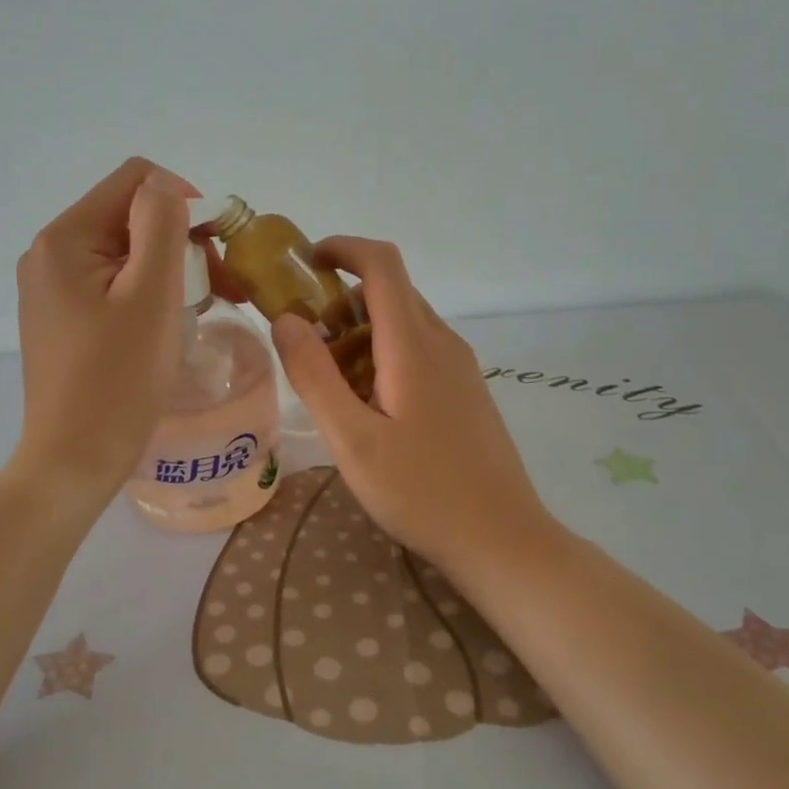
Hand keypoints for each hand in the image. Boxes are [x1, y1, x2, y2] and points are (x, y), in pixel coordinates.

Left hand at [13, 158, 193, 497]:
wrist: (74, 459)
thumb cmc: (119, 379)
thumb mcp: (151, 294)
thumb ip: (161, 224)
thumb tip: (165, 186)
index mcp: (64, 238)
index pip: (135, 180)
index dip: (184, 201)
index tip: (216, 250)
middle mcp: (48, 254)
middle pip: (128, 216)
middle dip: (180, 241)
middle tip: (221, 288)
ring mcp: (50, 289)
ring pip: (123, 252)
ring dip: (168, 269)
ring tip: (197, 309)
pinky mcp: (59, 319)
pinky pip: (110, 284)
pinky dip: (145, 293)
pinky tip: (164, 325)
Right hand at [269, 238, 556, 579]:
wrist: (502, 539)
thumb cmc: (422, 492)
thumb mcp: (352, 441)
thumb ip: (315, 376)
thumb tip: (286, 319)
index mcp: (414, 345)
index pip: (382, 264)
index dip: (343, 248)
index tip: (304, 264)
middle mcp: (442, 342)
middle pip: (390, 292)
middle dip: (341, 300)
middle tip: (303, 342)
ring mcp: (460, 366)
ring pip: (404, 323)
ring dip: (361, 332)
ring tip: (331, 383)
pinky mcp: (466, 390)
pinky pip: (419, 350)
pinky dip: (383, 355)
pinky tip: (369, 407)